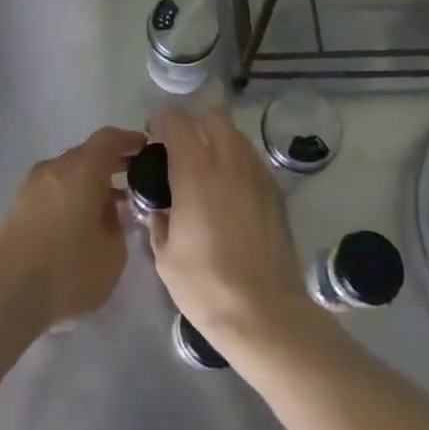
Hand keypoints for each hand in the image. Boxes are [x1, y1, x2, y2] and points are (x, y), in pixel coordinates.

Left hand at [0, 126, 146, 340]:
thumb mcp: (113, 255)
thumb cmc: (67, 271)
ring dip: (91, 184)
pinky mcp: (18, 207)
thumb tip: (109, 214)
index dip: (131, 141)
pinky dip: (72, 198)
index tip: (148, 150)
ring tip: (111, 210)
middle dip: (112, 165)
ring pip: (69, 174)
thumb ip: (118, 226)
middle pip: (88, 154)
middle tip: (135, 182)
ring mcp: (32, 186)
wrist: (3, 296)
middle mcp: (55, 167)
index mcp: (81, 168)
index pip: (110, 139)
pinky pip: (54, 191)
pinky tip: (82, 226)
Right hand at [146, 108, 317, 357]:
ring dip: (217, 142)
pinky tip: (229, 196)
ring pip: (235, 136)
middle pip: (211, 116)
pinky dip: (236, 164)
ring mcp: (256, 173)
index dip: (160, 122)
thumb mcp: (164, 255)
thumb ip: (158, 218)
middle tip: (181, 152)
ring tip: (207, 174)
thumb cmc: (206, 285)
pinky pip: (251, 160)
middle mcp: (228, 160)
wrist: (265, 313)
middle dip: (193, 125)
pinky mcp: (275, 191)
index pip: (176, 119)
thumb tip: (159, 206)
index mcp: (195, 169)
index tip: (153, 140)